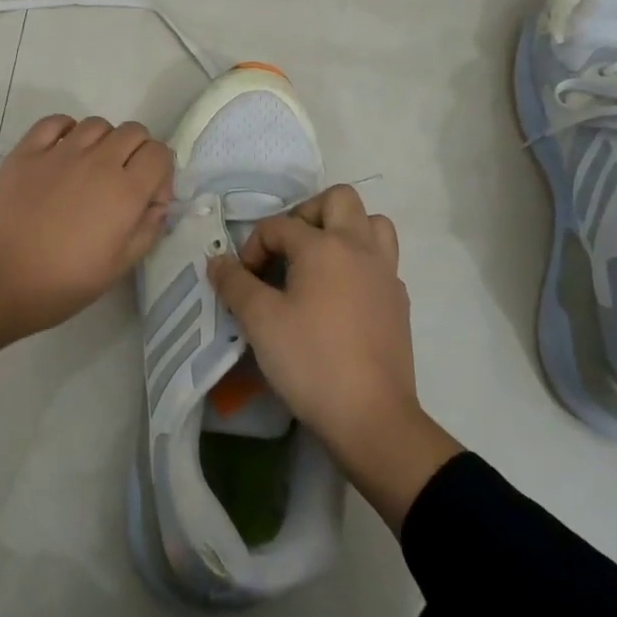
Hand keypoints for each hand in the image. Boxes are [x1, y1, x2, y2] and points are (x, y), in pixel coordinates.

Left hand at [0, 114, 173, 373]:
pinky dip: (67, 130)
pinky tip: (61, 153)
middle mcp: (98, 161)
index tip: (148, 199)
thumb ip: (146, 231)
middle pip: (134, 132)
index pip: (160, 154)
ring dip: (104, 141)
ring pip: (97, 123)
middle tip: (122, 182)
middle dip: (137, 152)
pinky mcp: (26, 151)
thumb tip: (157, 206)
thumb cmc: (60, 283)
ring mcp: (60, 151)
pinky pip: (56, 122)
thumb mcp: (117, 268)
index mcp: (125, 191)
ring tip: (90, 169)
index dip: (161, 174)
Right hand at [207, 186, 460, 529]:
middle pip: (339, 199)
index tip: (242, 281)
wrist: (371, 416)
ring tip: (319, 262)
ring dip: (344, 230)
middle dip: (306, 214)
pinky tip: (340, 296)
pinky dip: (360, 263)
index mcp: (324, 246)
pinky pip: (381, 260)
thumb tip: (217, 261)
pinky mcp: (399, 300)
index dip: (253, 247)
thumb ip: (234, 284)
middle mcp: (360, 247)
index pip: (280, 226)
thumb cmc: (310, 361)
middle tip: (287, 249)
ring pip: (372, 224)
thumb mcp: (259, 321)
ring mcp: (386, 273)